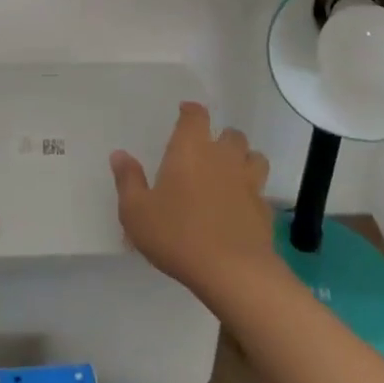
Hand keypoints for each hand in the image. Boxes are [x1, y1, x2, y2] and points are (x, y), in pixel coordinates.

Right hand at [111, 103, 278, 300]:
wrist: (232, 271)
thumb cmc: (177, 235)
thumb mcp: (137, 212)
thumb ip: (128, 180)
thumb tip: (119, 154)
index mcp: (191, 149)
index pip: (196, 116)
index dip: (191, 111)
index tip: (185, 112)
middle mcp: (223, 157)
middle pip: (231, 134)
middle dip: (221, 138)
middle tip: (208, 151)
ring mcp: (248, 182)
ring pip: (254, 157)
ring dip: (244, 160)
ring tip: (231, 173)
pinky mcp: (264, 209)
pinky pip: (260, 192)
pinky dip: (252, 194)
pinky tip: (241, 208)